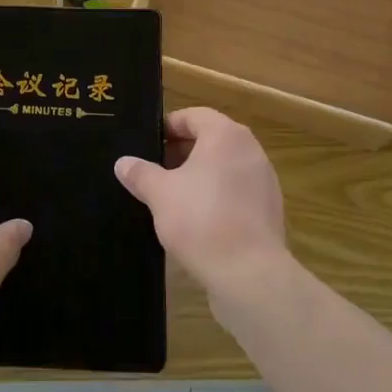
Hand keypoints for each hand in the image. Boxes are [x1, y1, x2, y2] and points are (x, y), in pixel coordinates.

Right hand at [114, 107, 288, 297]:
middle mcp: (250, 149)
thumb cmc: (201, 220)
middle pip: (211, 140)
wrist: (249, 275)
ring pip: (224, 167)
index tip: (148, 144)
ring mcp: (264, 180)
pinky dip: (217, 197)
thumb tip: (123, 162)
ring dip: (199, 176)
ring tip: (172, 196)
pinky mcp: (269, 210)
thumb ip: (140, 174)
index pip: (194, 116)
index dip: (168, 127)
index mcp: (225, 135)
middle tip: (154, 170)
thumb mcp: (160, 194)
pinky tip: (197, 220)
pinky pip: (237, 192)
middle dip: (181, 152)